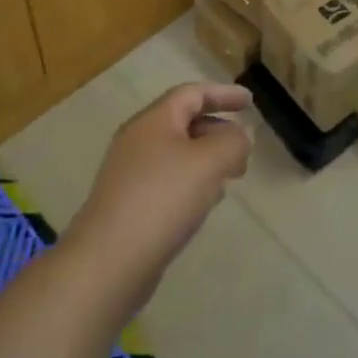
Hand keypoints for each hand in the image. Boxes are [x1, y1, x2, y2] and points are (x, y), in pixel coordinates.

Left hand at [71, 83, 252, 287]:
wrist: (107, 264)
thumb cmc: (162, 199)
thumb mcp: (210, 161)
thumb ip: (233, 142)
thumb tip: (237, 139)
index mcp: (154, 121)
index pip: (192, 93)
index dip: (223, 93)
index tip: (250, 102)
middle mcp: (137, 141)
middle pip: (184, 122)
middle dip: (218, 130)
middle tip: (243, 149)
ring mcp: (129, 175)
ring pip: (177, 154)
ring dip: (206, 159)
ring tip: (230, 177)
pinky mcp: (128, 206)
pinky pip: (167, 181)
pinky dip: (192, 183)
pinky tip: (204, 205)